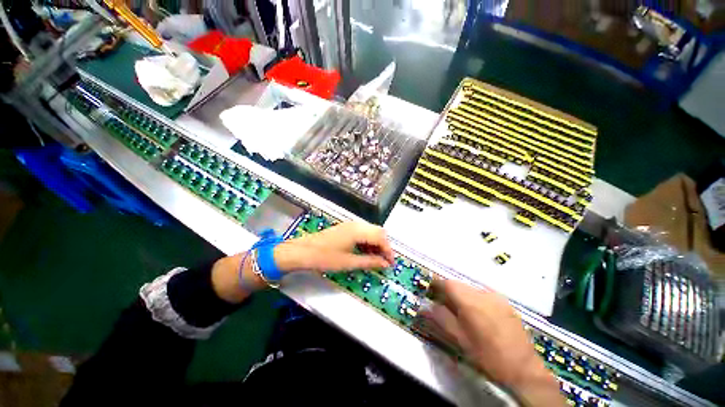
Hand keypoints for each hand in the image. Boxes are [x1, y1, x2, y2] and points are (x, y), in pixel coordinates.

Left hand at [274, 222, 394, 272]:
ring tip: (375, 260)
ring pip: (371, 232)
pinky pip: (362, 233)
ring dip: (376, 244)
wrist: (302, 251)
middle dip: (384, 247)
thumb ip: (370, 262)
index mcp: (359, 230)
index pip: (381, 237)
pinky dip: (367, 242)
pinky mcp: (345, 228)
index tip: (391, 264)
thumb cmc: (325, 257)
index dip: (389, 251)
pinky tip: (364, 253)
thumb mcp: (349, 262)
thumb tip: (385, 264)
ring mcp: (350, 225)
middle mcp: (357, 224)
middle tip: (384, 262)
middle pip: (378, 232)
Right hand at [427, 280, 562, 405]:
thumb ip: (441, 319)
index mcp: (471, 302)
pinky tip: (478, 315)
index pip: (448, 283)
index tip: (430, 290)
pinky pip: (483, 294)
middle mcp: (484, 294)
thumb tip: (427, 307)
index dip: (437, 284)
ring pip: (471, 288)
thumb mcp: (460, 340)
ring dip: (462, 295)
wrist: (523, 369)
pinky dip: (475, 299)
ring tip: (461, 311)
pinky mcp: (506, 303)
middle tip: (443, 303)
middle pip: (459, 284)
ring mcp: (497, 297)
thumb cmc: (488, 356)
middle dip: (449, 291)